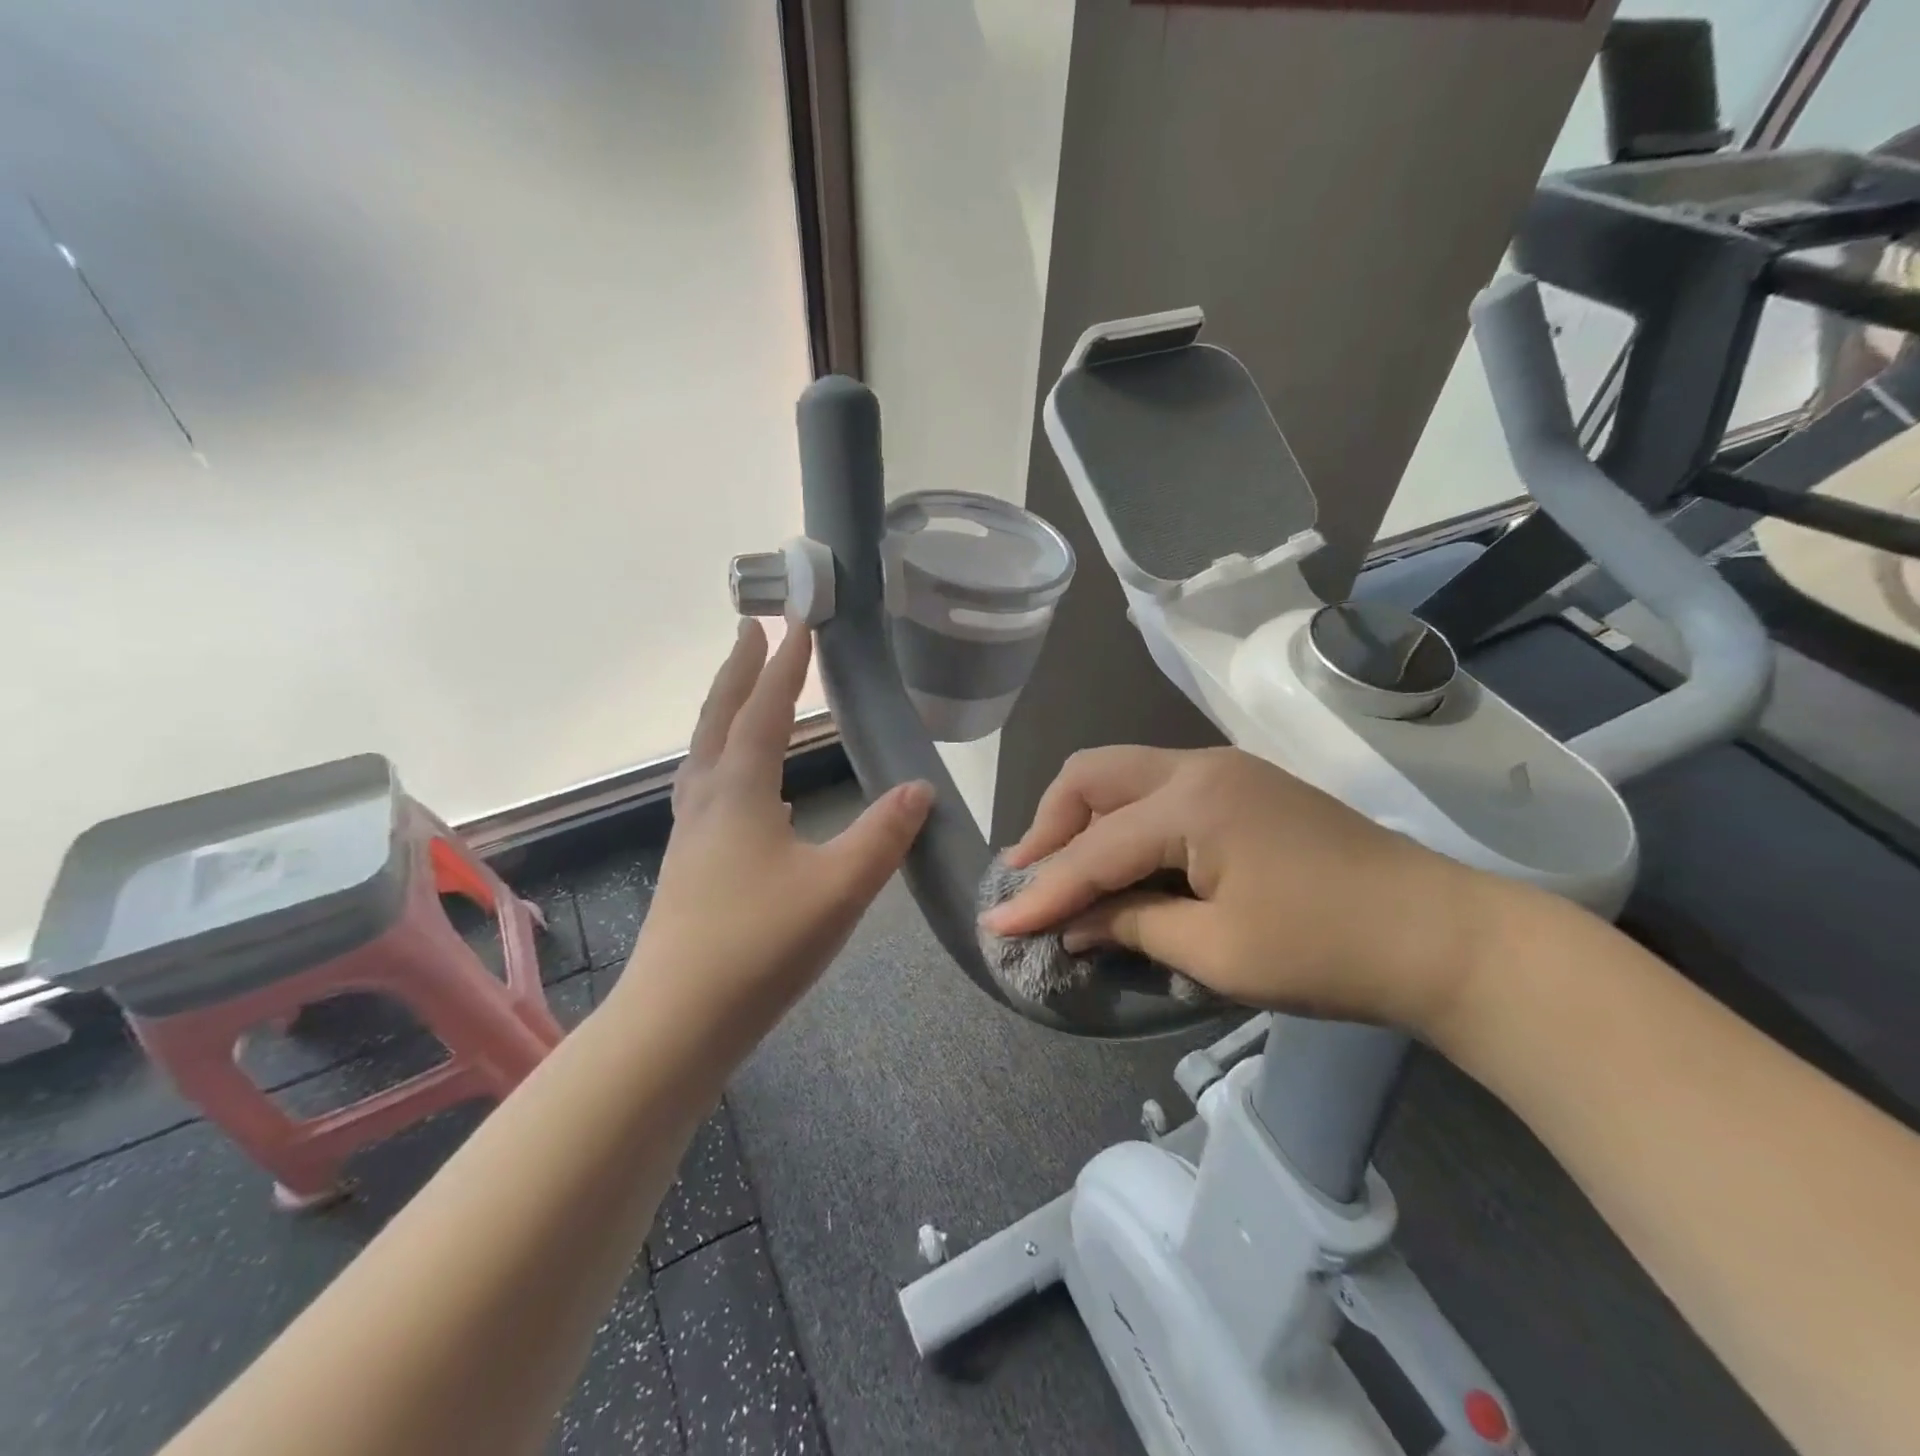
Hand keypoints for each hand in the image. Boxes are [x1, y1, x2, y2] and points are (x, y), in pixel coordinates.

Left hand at [620, 621, 932, 1029]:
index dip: (786, 665)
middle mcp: (707, 800)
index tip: (799, 621)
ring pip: (707, 753)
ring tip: (747, 695)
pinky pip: (708, 789)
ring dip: (726, 712)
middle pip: (720, 718)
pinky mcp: (689, 865)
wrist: (676, 1022)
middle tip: (751, 628)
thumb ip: (883, 834)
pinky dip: (727, 762)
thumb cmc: (759, 945)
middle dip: (738, 670)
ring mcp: (691, 834)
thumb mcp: (839, 888)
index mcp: (740, 792)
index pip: (766, 711)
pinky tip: (751, 790)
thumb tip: (918, 789)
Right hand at [981, 745, 1500, 1035]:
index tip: (996, 926)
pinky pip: (1158, 790)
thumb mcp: (1217, 953)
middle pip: (1093, 775)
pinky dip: (1125, 821)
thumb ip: (1132, 926)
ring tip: (1064, 869)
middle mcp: (1198, 766)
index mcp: (1191, 801)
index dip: (1043, 892)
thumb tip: (1072, 926)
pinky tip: (1121, 860)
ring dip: (1085, 819)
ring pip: (1123, 775)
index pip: (1094, 849)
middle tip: (1030, 878)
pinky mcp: (1243, 786)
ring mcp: (1224, 770)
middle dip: (1050, 825)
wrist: (1444, 935)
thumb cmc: (1327, 950)